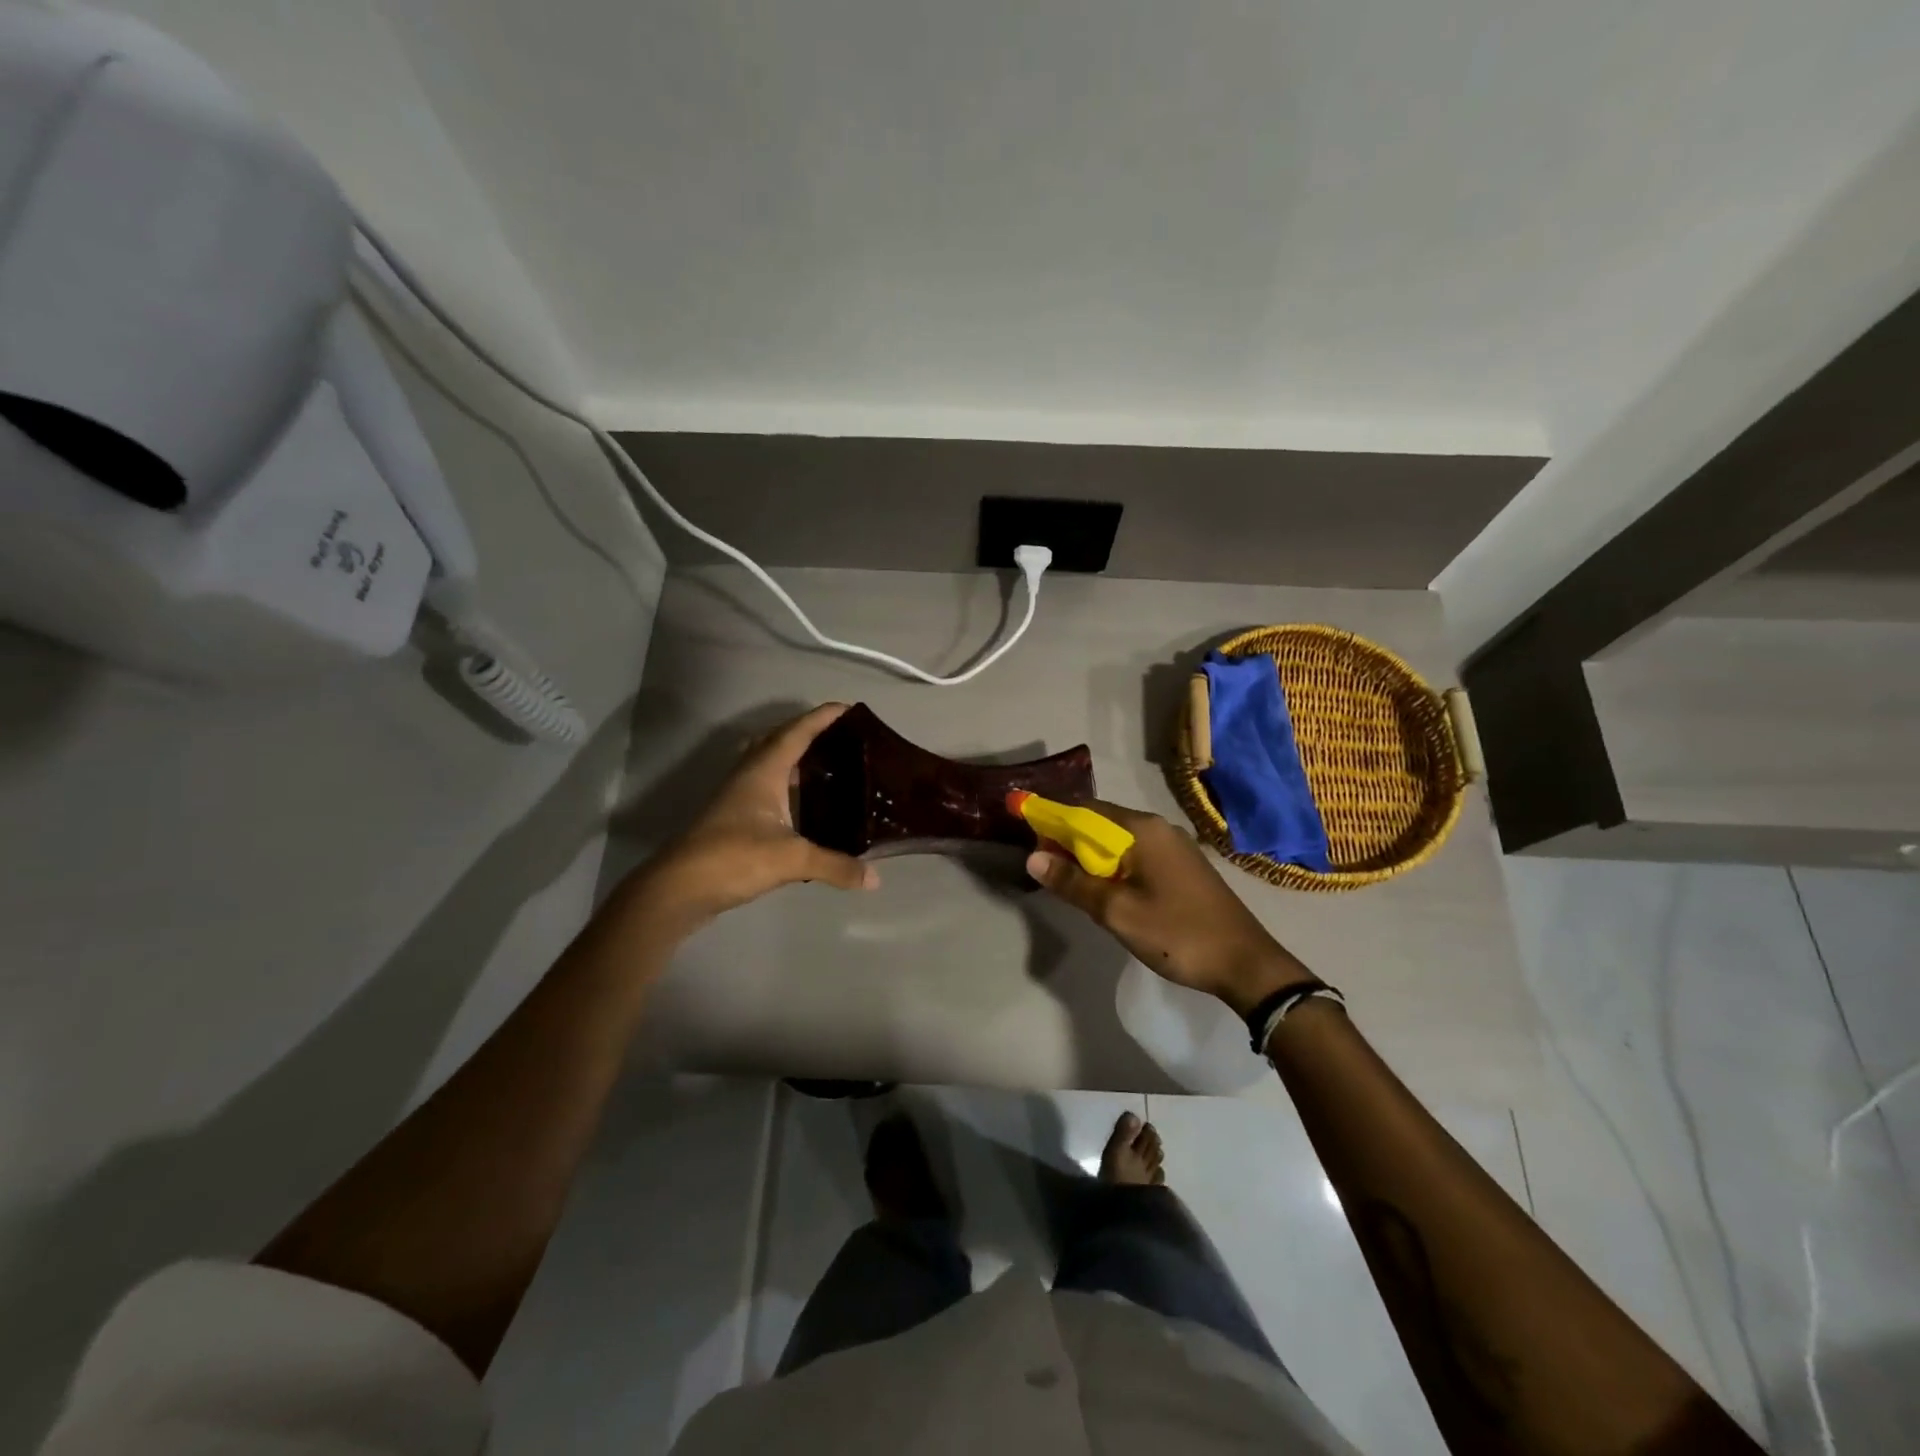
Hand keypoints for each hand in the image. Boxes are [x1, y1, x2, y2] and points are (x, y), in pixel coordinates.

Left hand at [629, 703, 875, 932]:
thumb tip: (875, 878)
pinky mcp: (734, 818)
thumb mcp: (791, 860)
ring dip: (796, 758)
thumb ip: (835, 865)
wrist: (679, 888)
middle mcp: (749, 776)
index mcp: (763, 771)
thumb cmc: (733, 858)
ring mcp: (738, 796)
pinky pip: (766, 788)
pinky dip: (788, 786)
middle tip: (842, 737)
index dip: (822, 717)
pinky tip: (805, 806)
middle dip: (808, 732)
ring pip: (769, 764)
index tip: (849, 708)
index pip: (796, 732)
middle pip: (779, 740)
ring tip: (830, 765)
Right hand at [1026, 801, 1310, 1016]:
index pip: (1085, 809)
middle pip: (1102, 823)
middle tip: (1046, 867)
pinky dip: (1114, 865)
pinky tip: (1105, 890)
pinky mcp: (1183, 867)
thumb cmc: (1177, 933)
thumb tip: (1033, 858)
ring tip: (1069, 881)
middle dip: (1070, 840)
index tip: (1030, 838)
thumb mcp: (1117, 911)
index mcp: (1142, 829)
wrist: (1245, 963)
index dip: (1053, 820)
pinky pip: (1137, 855)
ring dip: (1091, 855)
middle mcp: (1158, 828)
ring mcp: (1174, 847)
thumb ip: (1073, 883)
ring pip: (1119, 841)